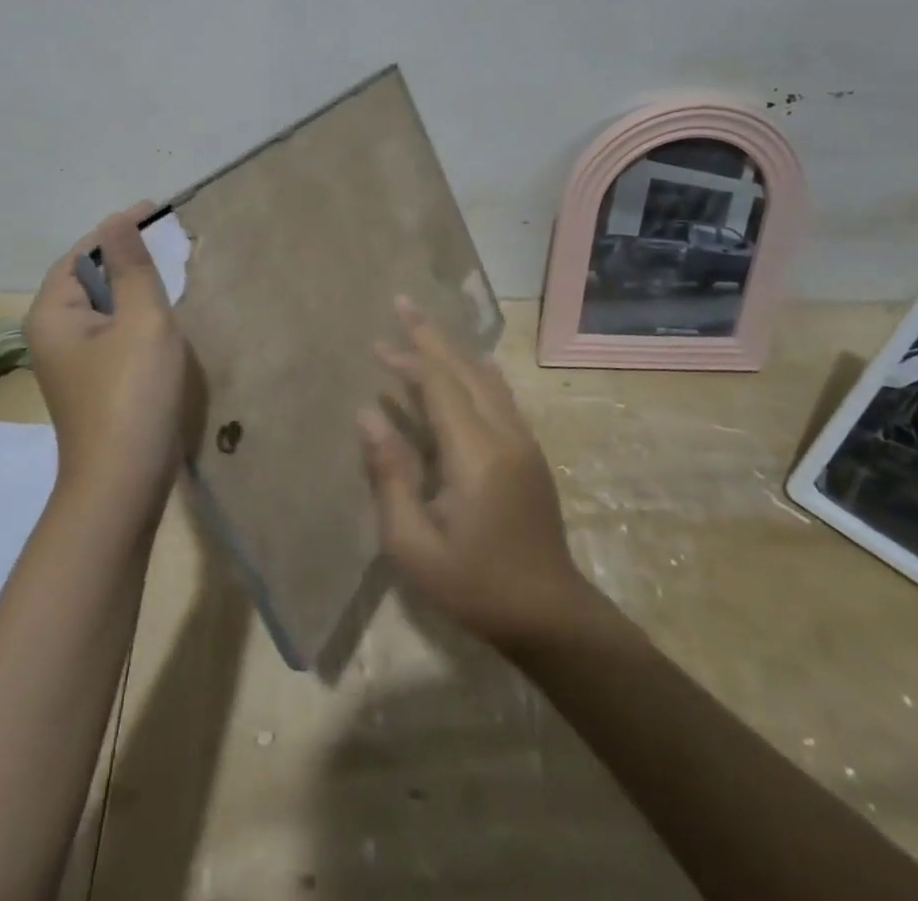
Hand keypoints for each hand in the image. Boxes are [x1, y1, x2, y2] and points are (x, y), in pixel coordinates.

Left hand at [25, 202, 192, 518]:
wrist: (122, 486)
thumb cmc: (132, 395)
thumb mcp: (141, 321)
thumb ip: (132, 267)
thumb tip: (118, 218)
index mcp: (53, 313)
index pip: (83, 253)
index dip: (118, 229)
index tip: (156, 211)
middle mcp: (51, 334)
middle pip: (88, 279)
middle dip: (126, 257)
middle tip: (168, 241)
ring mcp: (70, 363)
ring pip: (103, 308)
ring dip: (133, 289)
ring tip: (170, 273)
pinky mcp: (91, 383)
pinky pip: (111, 334)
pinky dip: (134, 318)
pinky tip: (162, 321)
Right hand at [358, 298, 588, 647]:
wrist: (550, 615)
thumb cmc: (474, 585)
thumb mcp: (414, 545)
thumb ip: (390, 475)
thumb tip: (367, 415)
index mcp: (476, 453)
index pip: (439, 386)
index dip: (407, 360)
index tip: (376, 346)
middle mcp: (505, 434)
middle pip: (466, 368)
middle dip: (430, 335)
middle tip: (402, 302)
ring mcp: (523, 441)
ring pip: (486, 378)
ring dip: (453, 350)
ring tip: (425, 328)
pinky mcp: (530, 452)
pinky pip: (500, 395)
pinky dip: (476, 371)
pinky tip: (472, 364)